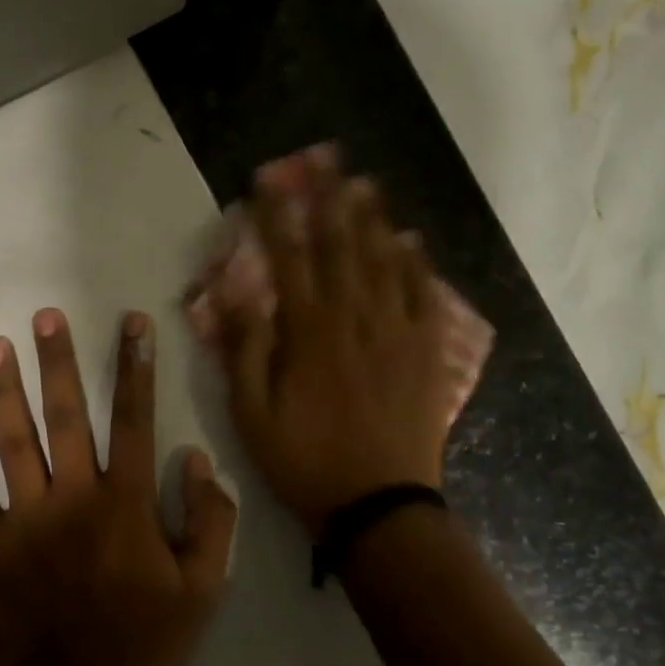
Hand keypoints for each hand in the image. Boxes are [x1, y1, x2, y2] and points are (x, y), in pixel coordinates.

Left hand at [0, 309, 238, 665]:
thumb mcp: (203, 589)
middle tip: (45, 315)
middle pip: (65, 417)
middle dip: (58, 362)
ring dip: (2, 391)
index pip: (133, 421)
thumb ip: (211, 521)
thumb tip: (196, 458)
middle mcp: (73, 499)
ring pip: (12, 443)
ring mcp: (25, 520)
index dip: (135, 369)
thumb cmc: (144, 644)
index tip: (132, 324)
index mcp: (125, 505)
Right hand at [222, 152, 452, 537]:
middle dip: (329, 200)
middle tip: (325, 160)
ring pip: (384, 263)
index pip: (289, 261)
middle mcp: (355, 321)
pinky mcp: (426, 354)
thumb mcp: (252, 417)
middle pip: (340, 248)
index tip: (268, 182)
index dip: (276, 218)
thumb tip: (238, 293)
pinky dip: (417, 265)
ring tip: (364, 183)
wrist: (379, 505)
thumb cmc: (305, 463)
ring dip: (372, 220)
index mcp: (309, 335)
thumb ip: (246, 351)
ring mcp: (397, 334)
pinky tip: (411, 241)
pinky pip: (424, 298)